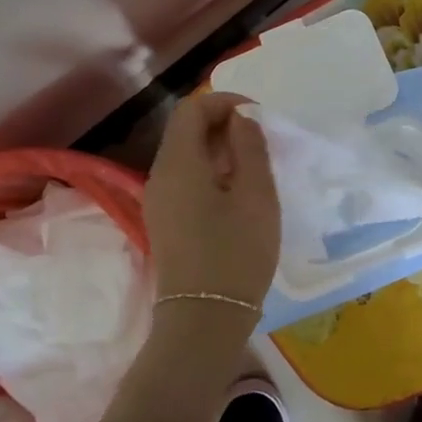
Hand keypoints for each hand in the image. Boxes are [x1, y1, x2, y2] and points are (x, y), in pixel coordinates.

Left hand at [143, 92, 280, 306]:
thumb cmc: (236, 253)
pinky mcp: (166, 221)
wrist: (205, 319)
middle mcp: (160, 175)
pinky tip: (238, 195)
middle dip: (224, 125)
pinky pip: (186, 180)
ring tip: (255, 168)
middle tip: (262, 142)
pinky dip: (211, 173)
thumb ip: (249, 146)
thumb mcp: (256, 194)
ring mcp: (159, 200)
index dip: (225, 102)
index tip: (259, 118)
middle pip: (186, 130)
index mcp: (178, 162)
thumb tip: (241, 117)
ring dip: (219, 150)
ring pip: (187, 156)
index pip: (192, 108)